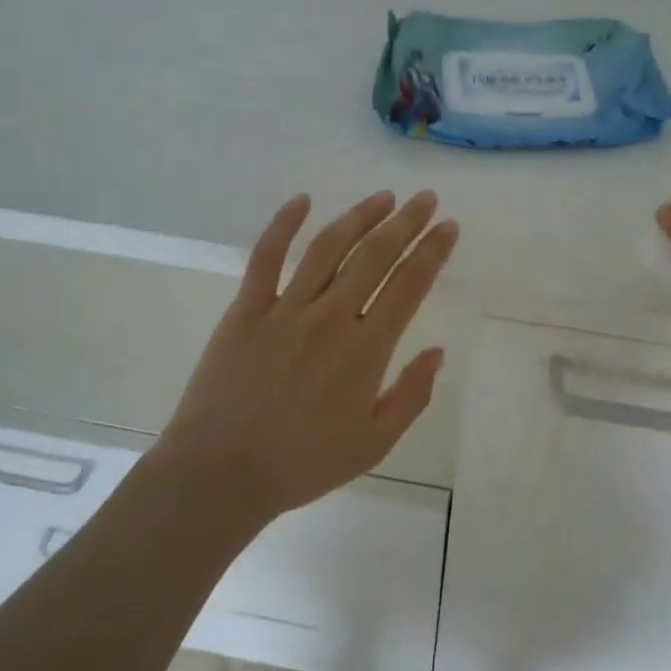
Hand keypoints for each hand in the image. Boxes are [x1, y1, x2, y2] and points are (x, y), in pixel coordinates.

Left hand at [156, 189, 458, 525]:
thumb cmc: (302, 464)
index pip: (409, 286)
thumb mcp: (374, 444)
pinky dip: (283, 224)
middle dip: (406, 223)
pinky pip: (266, 256)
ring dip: (359, 217)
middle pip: (375, 256)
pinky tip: (302, 200)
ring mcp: (285, 309)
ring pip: (328, 247)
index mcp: (366, 351)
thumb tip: (438, 352)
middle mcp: (330, 318)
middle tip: (425, 199)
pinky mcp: (246, 308)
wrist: (221, 473)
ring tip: (383, 197)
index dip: (433, 252)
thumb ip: (411, 396)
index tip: (448, 226)